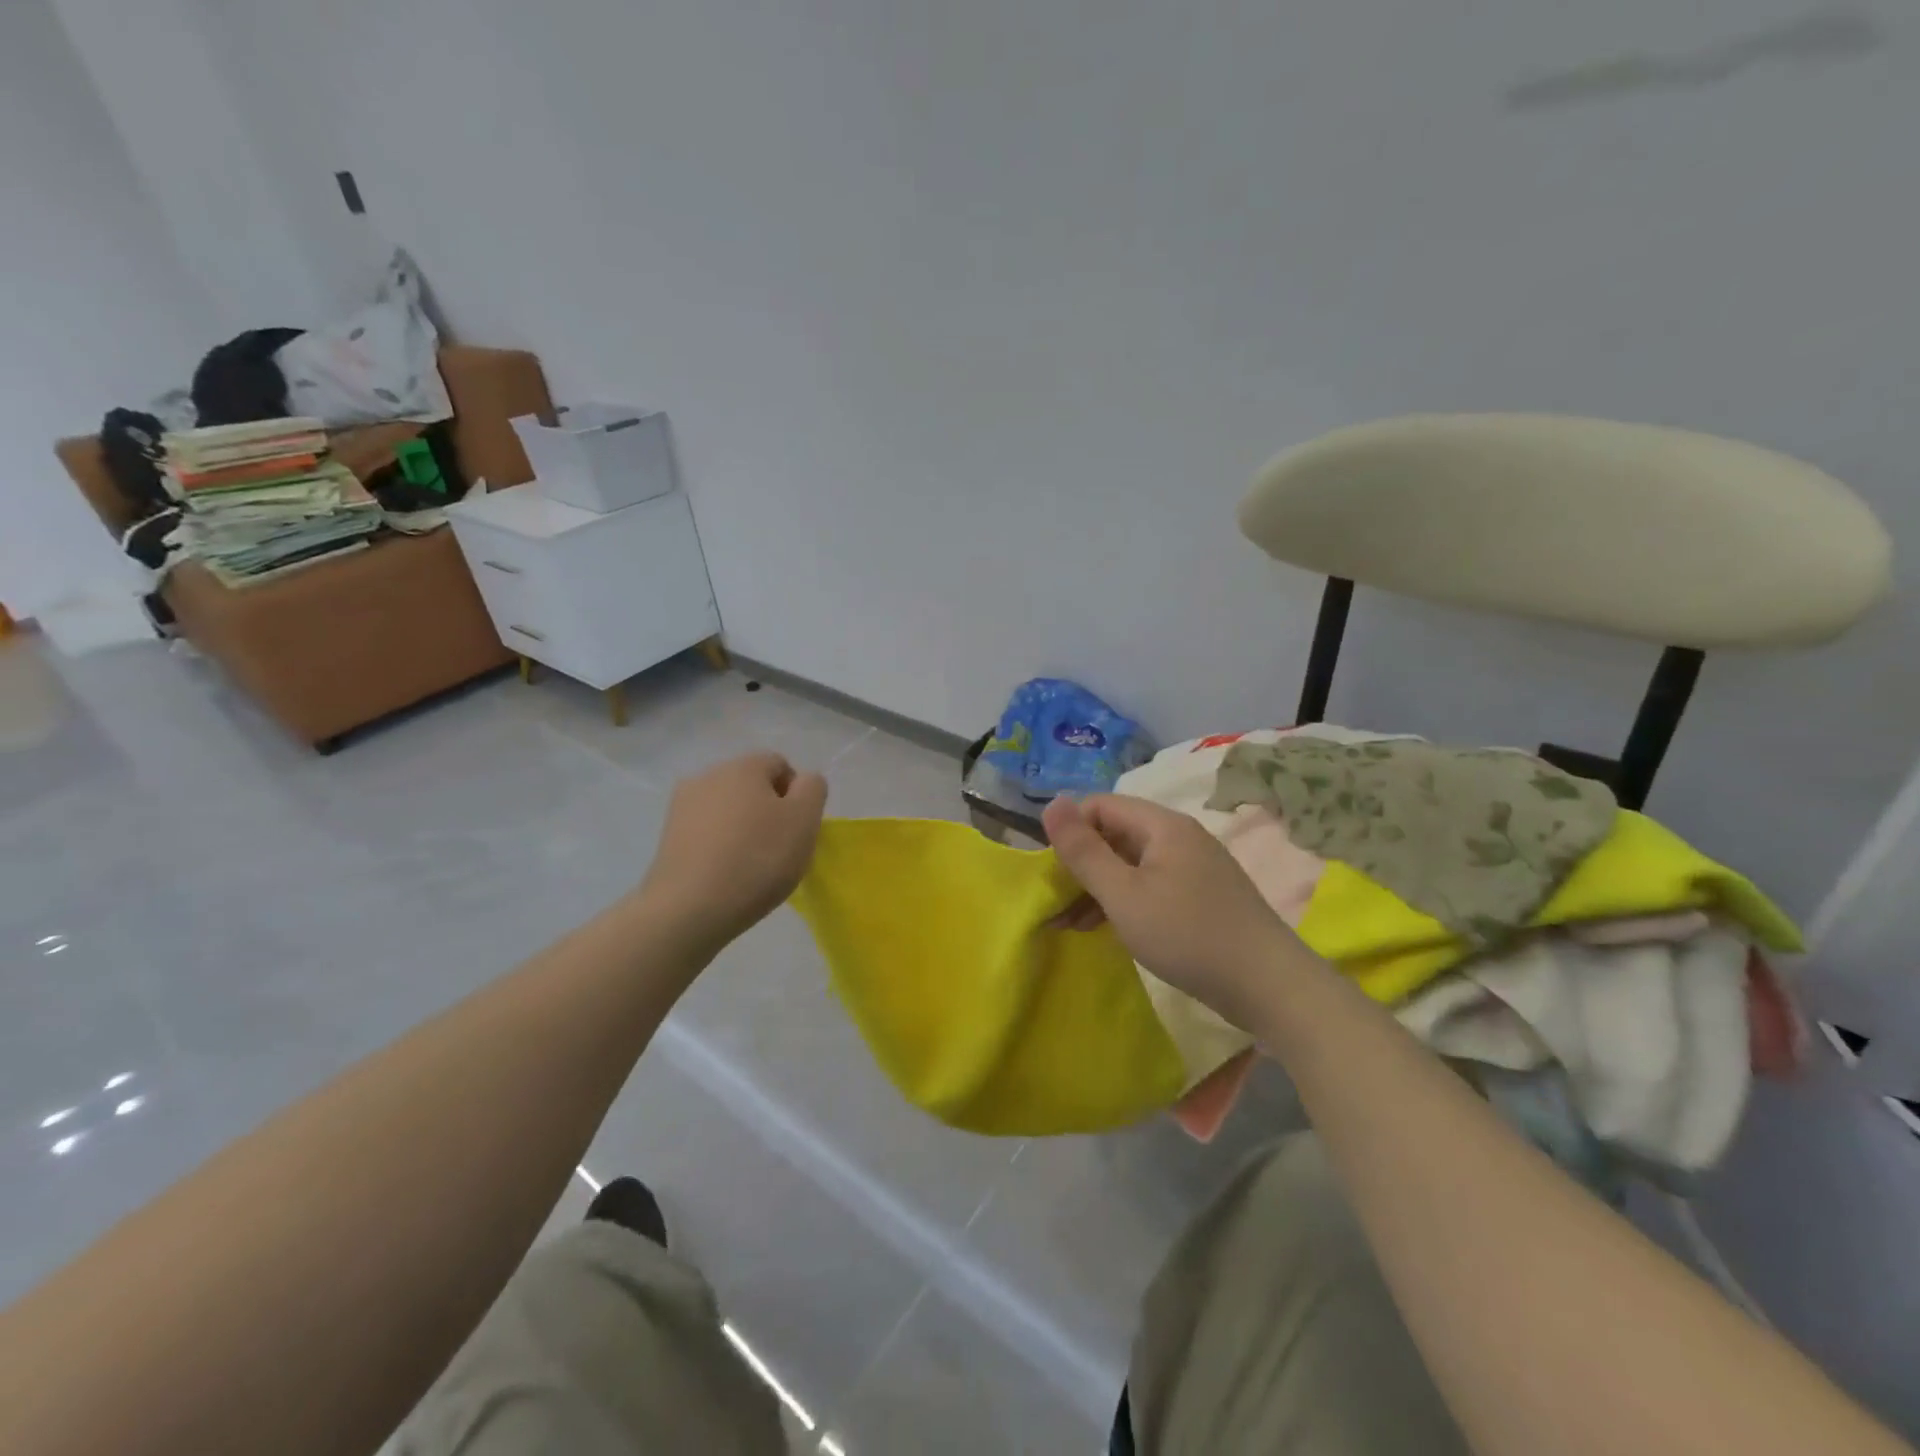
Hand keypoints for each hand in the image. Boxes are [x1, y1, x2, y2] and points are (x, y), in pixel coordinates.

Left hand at [640, 752, 827, 946]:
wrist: (689, 909)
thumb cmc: (757, 859)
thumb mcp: (804, 819)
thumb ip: (812, 788)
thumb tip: (801, 782)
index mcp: (743, 765)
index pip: (781, 766)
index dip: (797, 796)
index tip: (797, 830)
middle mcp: (709, 774)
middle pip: (752, 785)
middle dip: (768, 810)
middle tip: (779, 849)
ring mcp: (682, 805)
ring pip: (728, 809)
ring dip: (743, 828)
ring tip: (750, 865)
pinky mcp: (668, 835)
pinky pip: (706, 831)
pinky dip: (720, 845)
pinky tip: (725, 873)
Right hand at [1043, 793, 1305, 1030]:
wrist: (1269, 987)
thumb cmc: (1188, 935)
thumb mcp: (1123, 894)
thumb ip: (1083, 850)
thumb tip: (1052, 802)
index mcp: (1162, 825)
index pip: (1100, 806)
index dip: (1069, 831)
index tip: (1050, 871)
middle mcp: (1179, 837)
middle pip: (1115, 834)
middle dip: (1080, 864)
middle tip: (1054, 904)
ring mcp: (1194, 867)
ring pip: (1131, 863)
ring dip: (1098, 887)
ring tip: (1070, 924)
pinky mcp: (1201, 896)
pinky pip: (1150, 884)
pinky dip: (1124, 900)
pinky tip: (1106, 928)